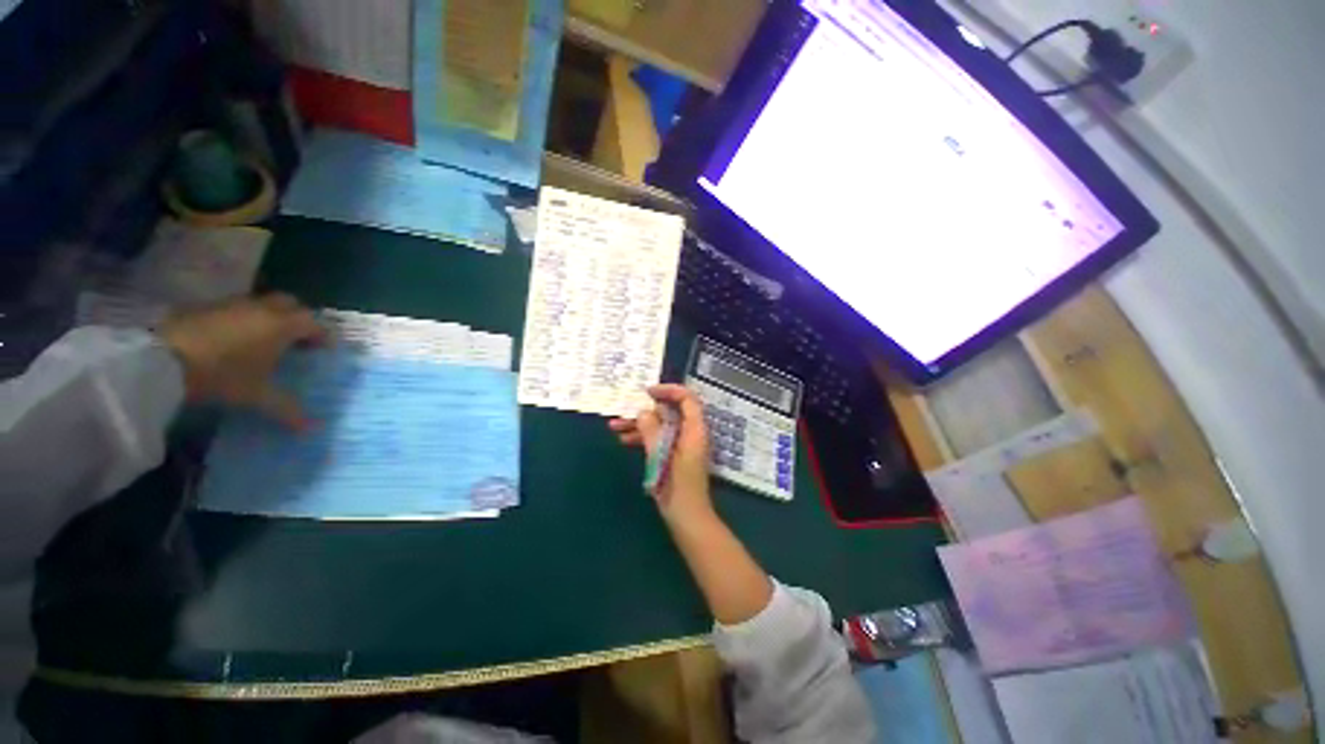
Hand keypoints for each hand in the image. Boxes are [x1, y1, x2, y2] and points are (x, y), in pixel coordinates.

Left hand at [158, 293, 328, 429]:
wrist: (162, 361)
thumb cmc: (222, 375)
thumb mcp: (257, 396)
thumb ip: (286, 409)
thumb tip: (312, 428)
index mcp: (282, 326)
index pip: (313, 323)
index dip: (322, 335)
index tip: (324, 349)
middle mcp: (261, 308)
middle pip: (290, 303)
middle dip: (298, 318)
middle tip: (297, 339)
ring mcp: (231, 304)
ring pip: (260, 303)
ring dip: (268, 316)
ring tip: (264, 339)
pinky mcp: (205, 307)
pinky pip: (233, 308)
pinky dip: (241, 319)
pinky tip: (233, 339)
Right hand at [609, 384, 714, 526]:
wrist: (687, 518)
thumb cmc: (677, 487)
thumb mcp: (661, 456)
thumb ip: (651, 430)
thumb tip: (643, 412)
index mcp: (695, 429)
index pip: (686, 398)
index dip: (668, 390)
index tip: (646, 392)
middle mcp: (691, 433)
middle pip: (669, 412)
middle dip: (645, 410)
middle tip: (623, 410)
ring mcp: (683, 444)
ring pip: (661, 425)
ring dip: (639, 425)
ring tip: (614, 426)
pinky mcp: (675, 455)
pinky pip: (659, 438)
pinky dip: (643, 437)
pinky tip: (624, 440)